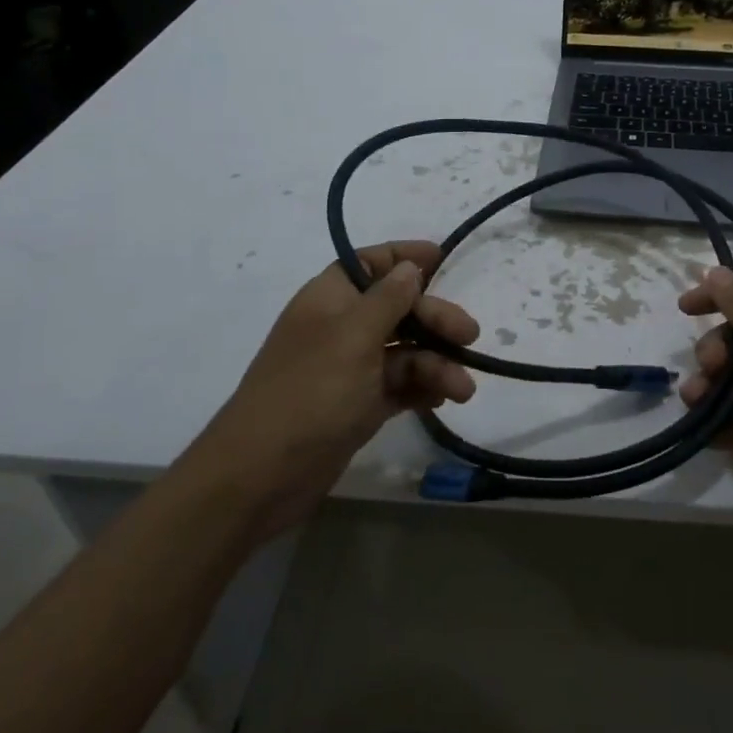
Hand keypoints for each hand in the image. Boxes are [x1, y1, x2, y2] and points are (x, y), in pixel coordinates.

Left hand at [201, 241, 479, 537]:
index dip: (405, 257)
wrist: (262, 475)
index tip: (442, 258)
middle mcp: (341, 328)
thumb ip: (388, 299)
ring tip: (462, 390)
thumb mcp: (353, 337)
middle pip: (398, 309)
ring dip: (437, 364)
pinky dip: (423, 389)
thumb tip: (410, 267)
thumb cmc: (310, 393)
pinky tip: (443, 399)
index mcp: (331, 299)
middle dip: (435, 320)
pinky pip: (400, 386)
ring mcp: (350, 369)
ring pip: (405, 352)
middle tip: (470, 336)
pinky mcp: (359, 406)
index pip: (371, 264)